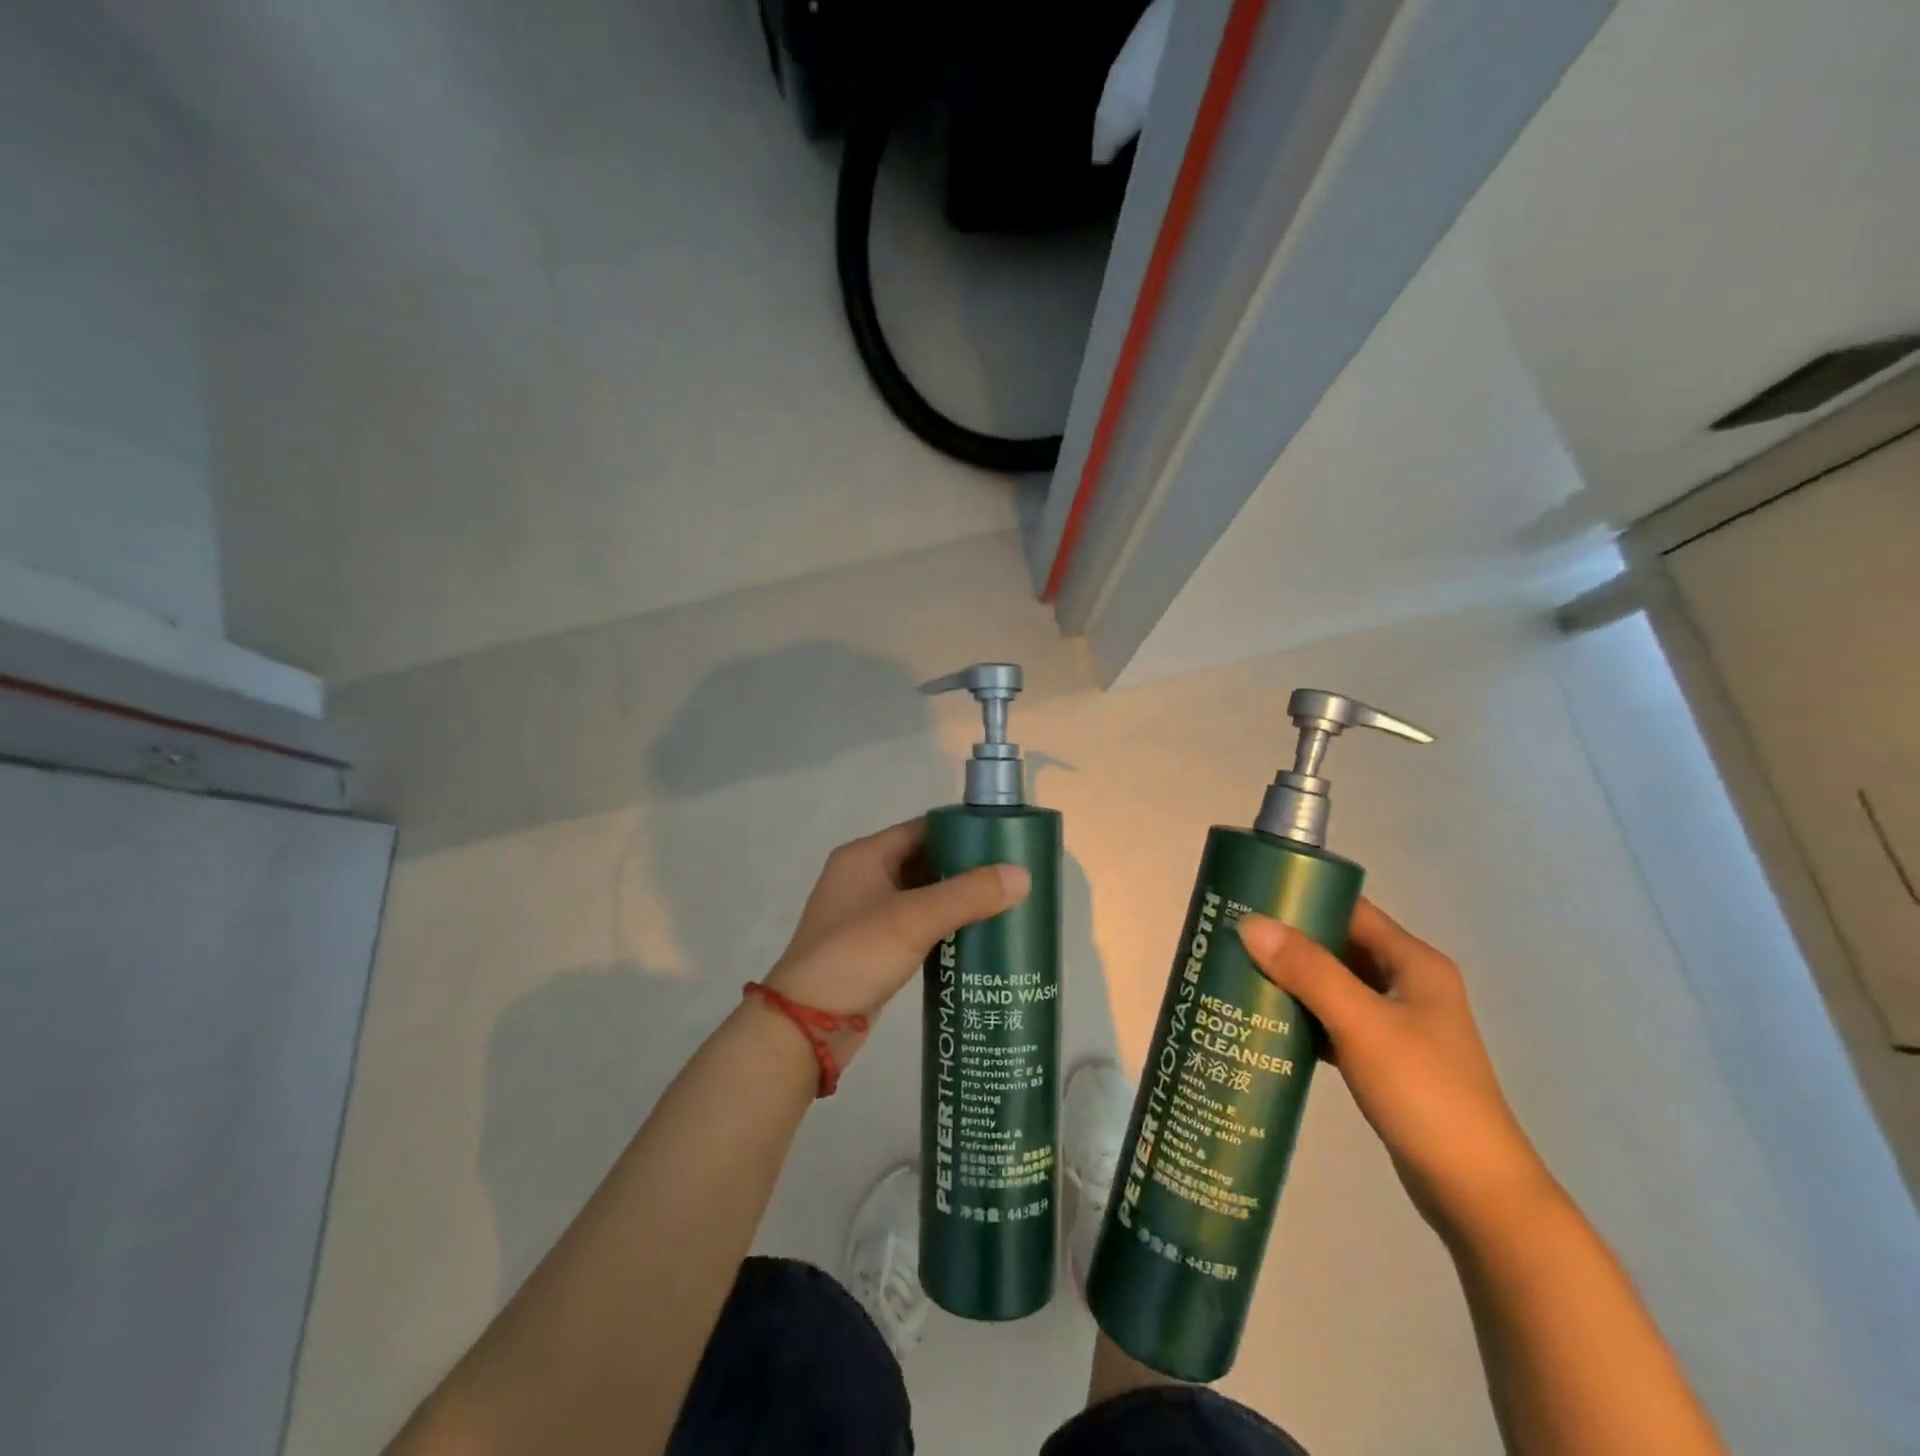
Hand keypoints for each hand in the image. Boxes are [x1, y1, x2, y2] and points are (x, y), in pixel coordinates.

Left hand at [763, 818, 1029, 1063]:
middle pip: (924, 860)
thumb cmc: (855, 956)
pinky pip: (917, 925)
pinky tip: (976, 936)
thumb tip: (1022, 875)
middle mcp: (864, 877)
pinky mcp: (874, 947)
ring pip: (922, 895)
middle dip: (966, 867)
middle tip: (1013, 876)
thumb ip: (967, 894)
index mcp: (865, 856)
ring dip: (957, 899)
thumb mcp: (913, 919)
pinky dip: (944, 926)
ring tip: (1004, 904)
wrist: (806, 1026)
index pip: (923, 828)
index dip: (963, 831)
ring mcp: (867, 914)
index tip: (1005, 841)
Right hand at [1237, 901, 1557, 1242]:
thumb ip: (1308, 970)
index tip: (1248, 898)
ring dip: (1292, 979)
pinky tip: (1267, 1022)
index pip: (1351, 910)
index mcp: (1414, 963)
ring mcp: (1399, 1023)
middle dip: (1288, 940)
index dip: (1302, 898)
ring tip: (1239, 974)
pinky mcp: (1386, 1057)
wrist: (1475, 1192)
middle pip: (1339, 945)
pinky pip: (1335, 1020)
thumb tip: (1249, 923)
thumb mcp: (1362, 1024)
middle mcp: (1409, 984)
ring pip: (1334, 984)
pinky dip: (1304, 1016)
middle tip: (1233, 938)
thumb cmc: (1424, 1093)